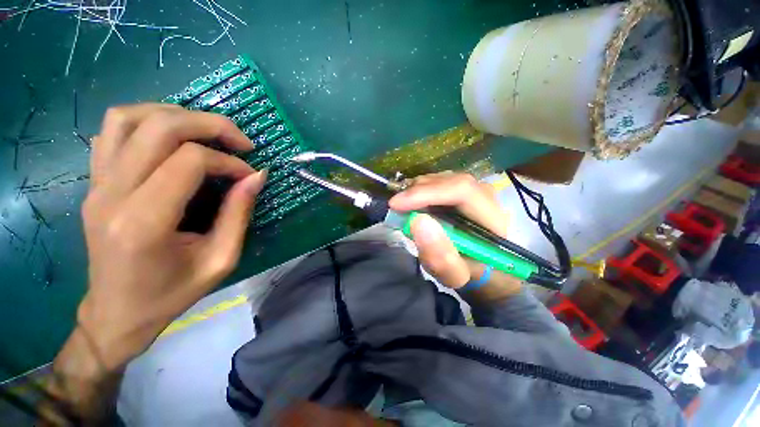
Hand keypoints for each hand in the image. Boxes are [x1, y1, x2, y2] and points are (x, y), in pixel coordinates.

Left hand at [78, 103, 264, 368]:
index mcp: (144, 222)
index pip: (190, 161)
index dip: (229, 162)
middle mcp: (112, 194)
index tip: (249, 176)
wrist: (117, 313)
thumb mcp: (220, 259)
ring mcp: (95, 185)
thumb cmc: (171, 294)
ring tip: (205, 133)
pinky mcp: (92, 183)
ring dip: (175, 115)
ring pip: (128, 117)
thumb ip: (239, 214)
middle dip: (210, 125)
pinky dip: (145, 122)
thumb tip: (256, 176)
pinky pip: (112, 132)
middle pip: (160, 127)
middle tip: (240, 141)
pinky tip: (170, 141)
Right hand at [389, 172, 519, 293]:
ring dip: (417, 191)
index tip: (396, 204)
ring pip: (441, 179)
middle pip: (449, 181)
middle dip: (417, 192)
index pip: (461, 191)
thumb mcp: (454, 275)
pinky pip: (438, 181)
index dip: (426, 193)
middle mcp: (487, 197)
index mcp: (493, 218)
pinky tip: (413, 203)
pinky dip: (420, 190)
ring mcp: (474, 189)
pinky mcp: (463, 189)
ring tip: (404, 207)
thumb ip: (439, 257)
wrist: (481, 265)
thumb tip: (417, 221)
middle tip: (396, 207)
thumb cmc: (469, 273)